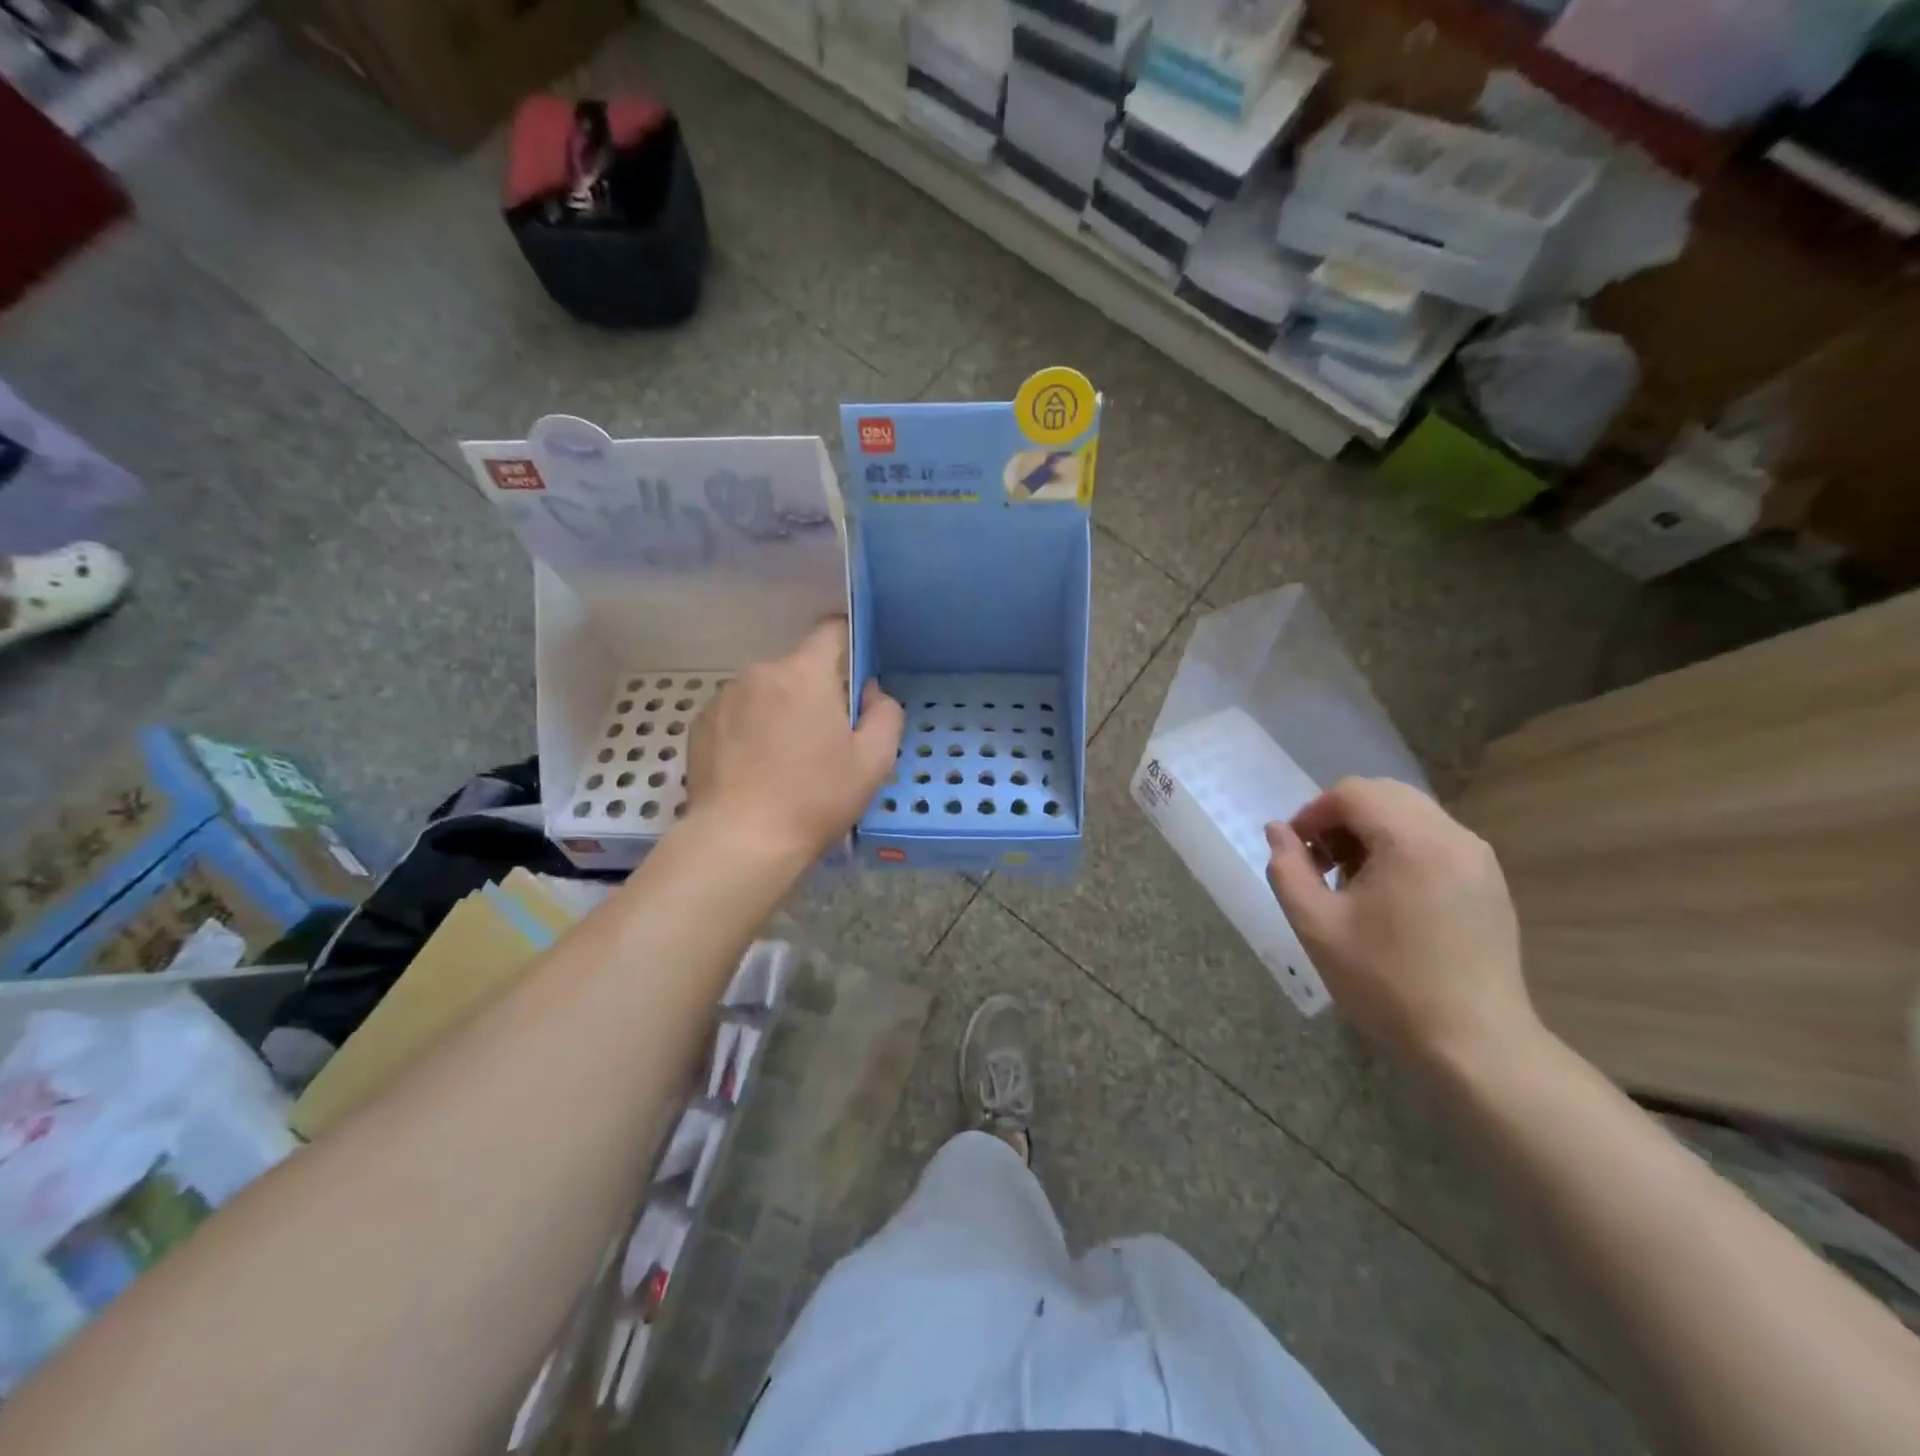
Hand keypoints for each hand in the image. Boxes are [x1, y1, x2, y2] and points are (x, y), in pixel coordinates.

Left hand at [686, 619, 903, 857]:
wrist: (740, 841)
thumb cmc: (815, 798)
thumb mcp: (874, 761)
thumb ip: (885, 714)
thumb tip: (870, 692)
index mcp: (804, 673)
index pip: (831, 631)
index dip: (849, 647)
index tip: (856, 680)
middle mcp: (760, 673)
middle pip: (798, 669)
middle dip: (815, 693)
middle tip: (826, 741)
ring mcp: (724, 698)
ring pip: (766, 692)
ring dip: (780, 712)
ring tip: (785, 761)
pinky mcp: (700, 725)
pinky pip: (737, 714)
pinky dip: (750, 730)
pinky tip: (755, 770)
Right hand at [1264, 777, 1540, 1070]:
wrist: (1475, 1044)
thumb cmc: (1387, 983)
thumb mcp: (1317, 926)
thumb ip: (1288, 869)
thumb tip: (1277, 831)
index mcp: (1412, 841)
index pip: (1352, 793)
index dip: (1313, 813)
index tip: (1296, 852)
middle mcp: (1453, 836)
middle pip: (1384, 795)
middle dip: (1341, 818)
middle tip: (1320, 864)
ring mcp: (1478, 858)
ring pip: (1411, 814)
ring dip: (1371, 831)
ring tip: (1351, 882)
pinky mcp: (1489, 882)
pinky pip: (1435, 840)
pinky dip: (1401, 847)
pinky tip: (1388, 896)